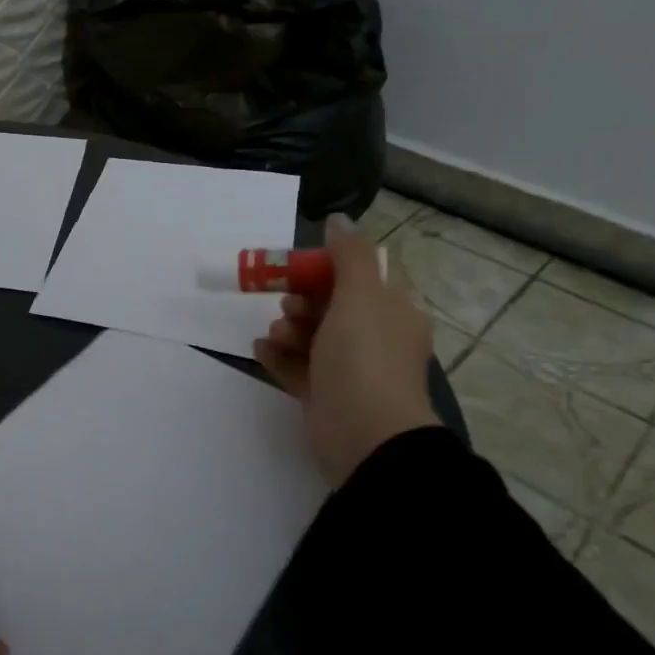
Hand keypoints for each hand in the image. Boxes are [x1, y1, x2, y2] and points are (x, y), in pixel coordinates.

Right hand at [253, 213, 442, 480]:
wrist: (364, 435)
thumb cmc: (364, 357)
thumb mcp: (361, 296)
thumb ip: (349, 254)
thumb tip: (339, 219)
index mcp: (393, 312)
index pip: (364, 276)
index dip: (331, 266)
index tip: (301, 266)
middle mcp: (375, 338)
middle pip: (334, 304)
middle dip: (304, 298)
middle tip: (286, 301)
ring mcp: (350, 369)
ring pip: (313, 335)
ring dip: (288, 327)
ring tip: (276, 332)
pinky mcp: (326, 395)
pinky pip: (297, 367)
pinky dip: (278, 356)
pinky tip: (261, 349)